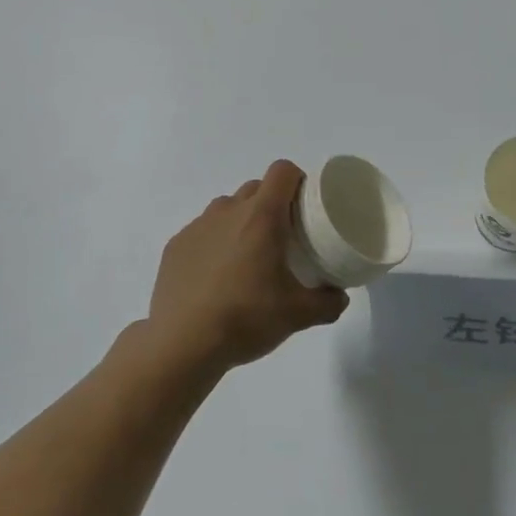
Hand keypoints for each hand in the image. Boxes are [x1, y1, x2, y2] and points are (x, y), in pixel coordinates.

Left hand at [147, 160, 349, 369]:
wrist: (182, 343)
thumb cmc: (245, 318)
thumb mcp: (298, 315)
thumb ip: (328, 303)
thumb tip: (339, 297)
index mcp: (261, 217)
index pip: (282, 171)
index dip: (297, 179)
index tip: (305, 203)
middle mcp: (227, 211)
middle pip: (255, 188)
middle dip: (272, 203)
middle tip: (283, 236)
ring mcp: (197, 227)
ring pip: (226, 209)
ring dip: (241, 221)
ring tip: (248, 257)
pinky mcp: (175, 246)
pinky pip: (202, 232)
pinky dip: (214, 243)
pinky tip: (216, 277)